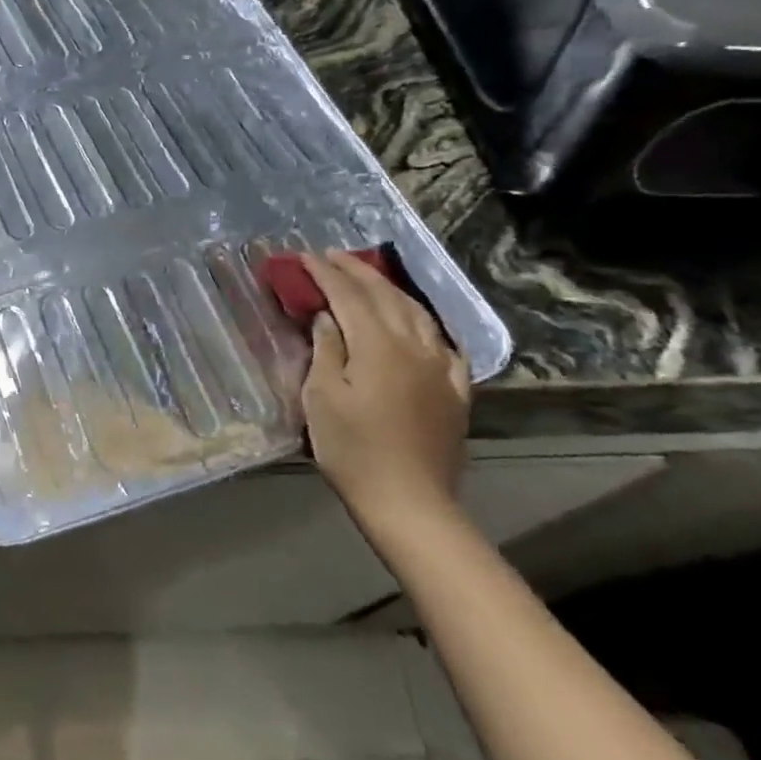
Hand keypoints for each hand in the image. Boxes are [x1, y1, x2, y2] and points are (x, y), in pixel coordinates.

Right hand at [299, 249, 471, 526]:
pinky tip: (422, 324)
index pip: (348, 296)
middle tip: (332, 256)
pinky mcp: (455, 391)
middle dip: (357, 271)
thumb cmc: (353, 450)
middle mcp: (414, 346)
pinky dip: (427, 324)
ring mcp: (440, 368)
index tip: (305, 257)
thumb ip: (326, 350)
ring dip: (390, 289)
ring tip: (369, 279)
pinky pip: (444, 344)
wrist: (409, 502)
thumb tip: (327, 317)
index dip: (326, 273)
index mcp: (378, 346)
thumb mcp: (322, 398)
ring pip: (417, 313)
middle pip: (386, 296)